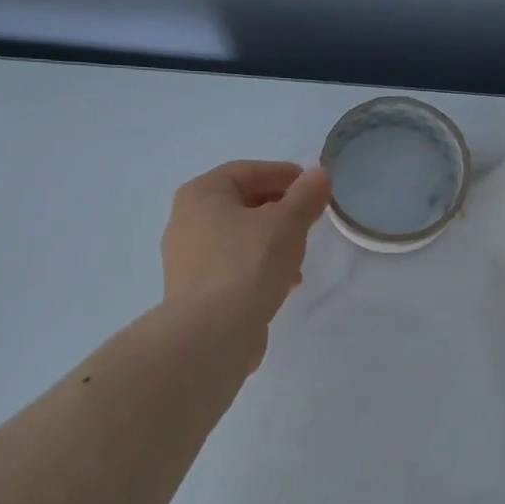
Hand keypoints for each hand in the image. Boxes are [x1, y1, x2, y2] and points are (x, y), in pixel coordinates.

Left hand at [162, 160, 332, 345]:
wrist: (212, 332)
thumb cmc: (248, 263)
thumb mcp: (287, 223)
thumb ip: (305, 196)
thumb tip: (318, 175)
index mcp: (201, 193)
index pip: (247, 171)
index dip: (282, 173)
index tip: (312, 184)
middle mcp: (186, 220)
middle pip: (241, 203)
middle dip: (279, 209)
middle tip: (309, 217)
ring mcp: (187, 257)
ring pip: (238, 237)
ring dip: (271, 240)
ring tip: (300, 255)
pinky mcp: (195, 290)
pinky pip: (232, 266)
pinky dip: (258, 266)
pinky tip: (283, 283)